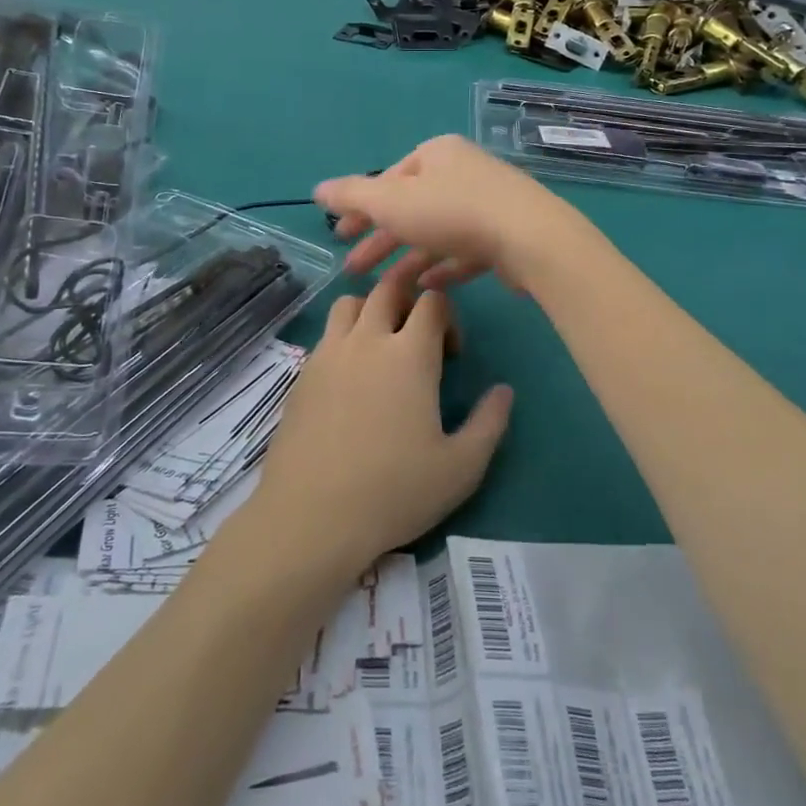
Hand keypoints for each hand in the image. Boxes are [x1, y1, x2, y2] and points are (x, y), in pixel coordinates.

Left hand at [250, 257, 512, 576]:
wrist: (312, 516)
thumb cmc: (395, 491)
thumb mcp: (462, 467)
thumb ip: (490, 422)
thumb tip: (503, 390)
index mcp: (410, 354)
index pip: (432, 301)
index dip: (448, 317)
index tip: (450, 354)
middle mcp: (367, 340)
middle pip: (387, 289)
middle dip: (409, 298)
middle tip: (418, 336)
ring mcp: (328, 354)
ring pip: (349, 303)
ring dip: (370, 310)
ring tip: (381, 347)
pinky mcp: (302, 375)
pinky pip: (326, 335)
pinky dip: (344, 337)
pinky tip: (350, 379)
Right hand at [315, 135, 587, 292]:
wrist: (529, 238)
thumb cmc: (452, 211)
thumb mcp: (391, 201)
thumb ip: (352, 195)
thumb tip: (317, 189)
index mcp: (436, 154)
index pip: (389, 180)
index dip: (360, 209)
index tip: (339, 236)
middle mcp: (463, 173)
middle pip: (411, 208)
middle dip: (379, 239)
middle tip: (353, 268)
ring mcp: (488, 204)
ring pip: (435, 233)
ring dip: (407, 259)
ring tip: (384, 288)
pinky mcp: (505, 236)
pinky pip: (464, 251)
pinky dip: (442, 266)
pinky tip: (426, 286)